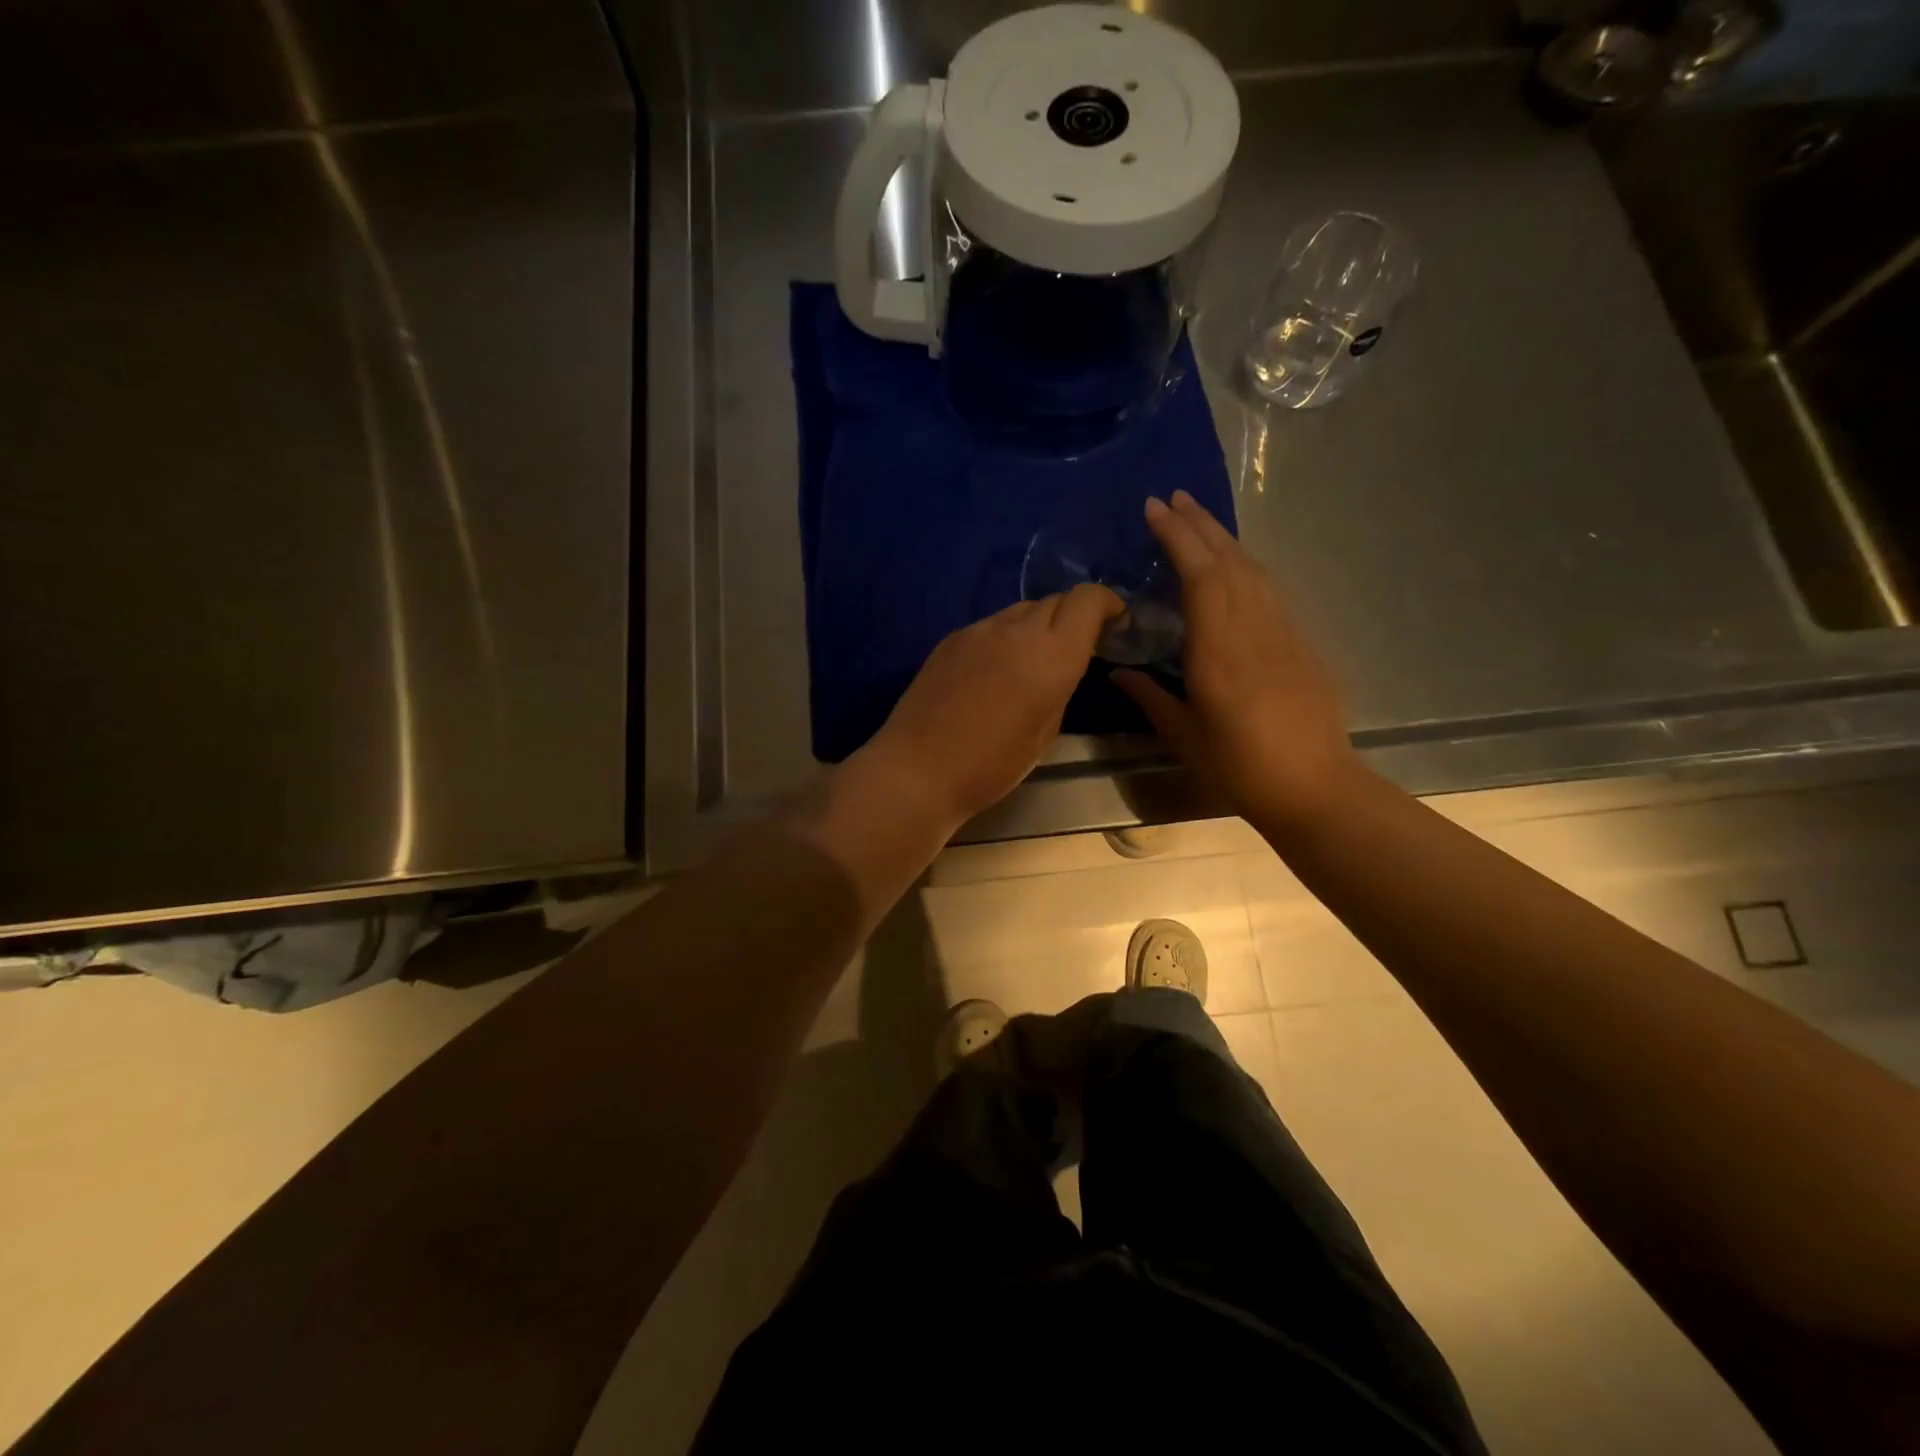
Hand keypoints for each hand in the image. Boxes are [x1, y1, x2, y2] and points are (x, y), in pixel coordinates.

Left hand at [866, 584, 1125, 824]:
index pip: (1087, 599)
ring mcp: (979, 629)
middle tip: (1074, 648)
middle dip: (1073, 617)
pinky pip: (991, 626)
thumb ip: (1060, 686)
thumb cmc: (992, 765)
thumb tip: (1060, 666)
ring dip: (1037, 627)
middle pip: (1056, 600)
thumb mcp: (1046, 733)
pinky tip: (995, 670)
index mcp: (1052, 655)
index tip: (1113, 624)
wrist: (919, 769)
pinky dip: (1005, 637)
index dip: (1106, 604)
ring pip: (1021, 610)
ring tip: (1031, 661)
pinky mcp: (951, 638)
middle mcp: (1017, 630)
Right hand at [1112, 490, 1362, 831]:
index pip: (1200, 575)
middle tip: (1173, 497)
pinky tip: (1234, 565)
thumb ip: (1150, 697)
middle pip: (1229, 560)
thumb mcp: (1183, 736)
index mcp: (1219, 649)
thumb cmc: (1240, 766)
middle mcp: (1253, 628)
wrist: (1314, 785)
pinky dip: (1245, 565)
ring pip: (1254, 569)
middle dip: (1200, 524)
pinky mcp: (1300, 642)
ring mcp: (1282, 632)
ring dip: (1225, 538)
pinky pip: (1269, 590)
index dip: (1178, 538)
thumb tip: (1118, 673)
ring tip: (1199, 518)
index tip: (1155, 510)